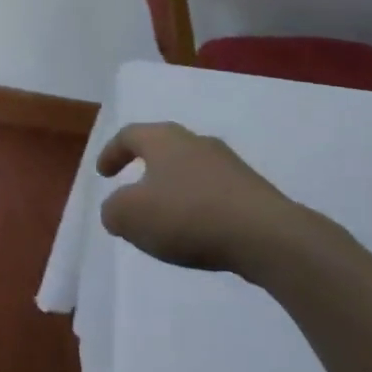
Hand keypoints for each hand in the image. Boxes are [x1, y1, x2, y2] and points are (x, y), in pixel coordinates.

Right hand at [95, 122, 321, 276]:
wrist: (268, 237)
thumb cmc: (187, 216)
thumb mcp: (129, 216)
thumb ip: (113, 210)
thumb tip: (117, 210)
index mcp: (163, 139)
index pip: (129, 135)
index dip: (111, 152)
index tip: (103, 174)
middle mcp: (196, 142)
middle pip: (163, 148)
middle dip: (145, 167)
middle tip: (132, 189)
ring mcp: (230, 165)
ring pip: (191, 170)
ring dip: (174, 188)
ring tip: (165, 217)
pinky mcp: (254, 191)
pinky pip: (215, 193)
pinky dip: (199, 207)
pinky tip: (198, 232)